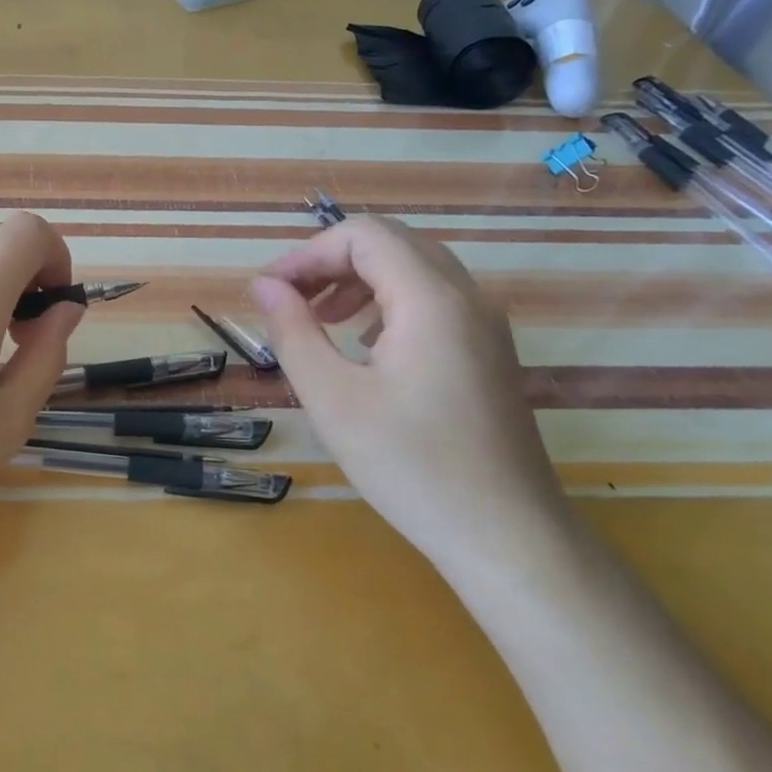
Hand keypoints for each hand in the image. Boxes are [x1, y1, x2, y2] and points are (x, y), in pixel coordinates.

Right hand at [251, 215, 566, 563]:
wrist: (507, 537)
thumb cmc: (411, 466)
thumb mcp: (332, 398)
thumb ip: (293, 331)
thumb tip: (263, 285)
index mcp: (431, 300)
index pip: (363, 235)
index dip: (308, 253)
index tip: (270, 292)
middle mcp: (466, 297)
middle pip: (391, 243)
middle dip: (330, 261)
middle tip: (289, 301)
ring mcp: (485, 324)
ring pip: (414, 268)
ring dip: (358, 279)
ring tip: (320, 319)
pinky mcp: (488, 351)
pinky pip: (433, 299)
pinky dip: (388, 301)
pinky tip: (364, 344)